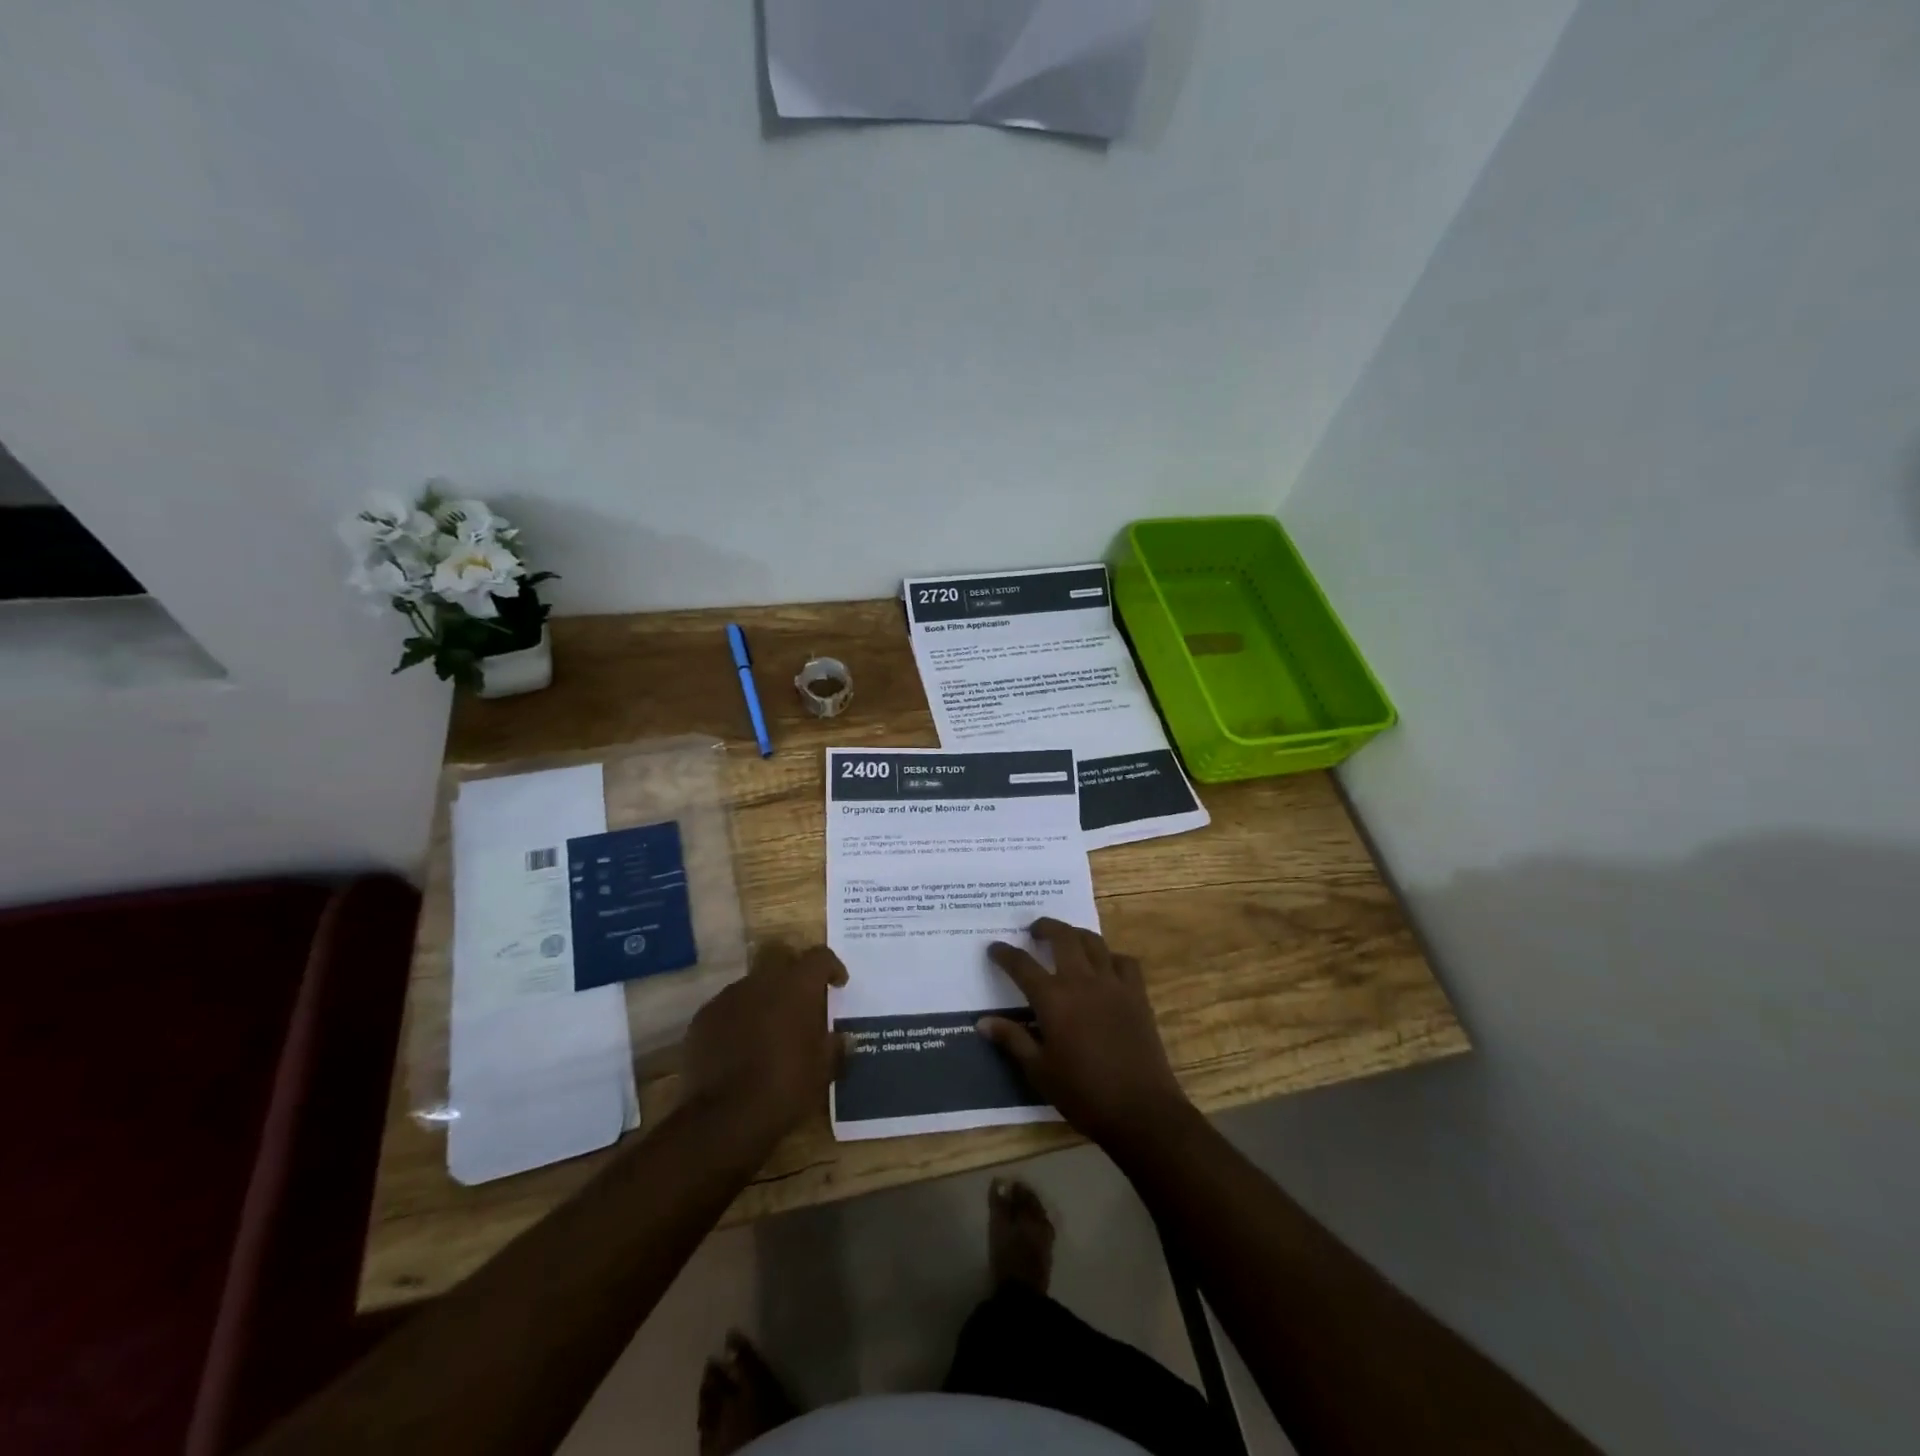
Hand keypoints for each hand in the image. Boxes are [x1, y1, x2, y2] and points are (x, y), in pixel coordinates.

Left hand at [681, 942, 847, 1153]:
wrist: (725, 1118)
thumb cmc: (786, 1087)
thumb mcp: (823, 1070)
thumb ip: (835, 1046)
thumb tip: (841, 1038)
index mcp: (797, 985)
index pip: (820, 957)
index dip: (831, 967)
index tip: (838, 984)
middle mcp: (762, 980)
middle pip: (783, 963)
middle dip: (795, 979)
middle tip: (803, 1004)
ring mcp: (727, 997)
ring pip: (752, 986)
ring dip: (765, 1000)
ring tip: (769, 1029)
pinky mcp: (702, 1019)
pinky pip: (728, 1009)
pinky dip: (738, 1020)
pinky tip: (740, 1047)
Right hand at [979, 919, 1190, 1152]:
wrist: (1141, 1110)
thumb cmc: (1083, 1094)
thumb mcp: (1039, 1071)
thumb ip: (1012, 1039)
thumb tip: (983, 1022)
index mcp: (1053, 999)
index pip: (1022, 965)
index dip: (1005, 954)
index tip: (994, 948)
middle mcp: (1082, 981)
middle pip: (1062, 937)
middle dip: (1045, 927)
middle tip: (1034, 930)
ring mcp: (1113, 984)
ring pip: (1094, 942)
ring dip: (1076, 934)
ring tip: (1067, 938)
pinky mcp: (1137, 995)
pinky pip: (1124, 961)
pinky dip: (1111, 956)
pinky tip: (1105, 966)